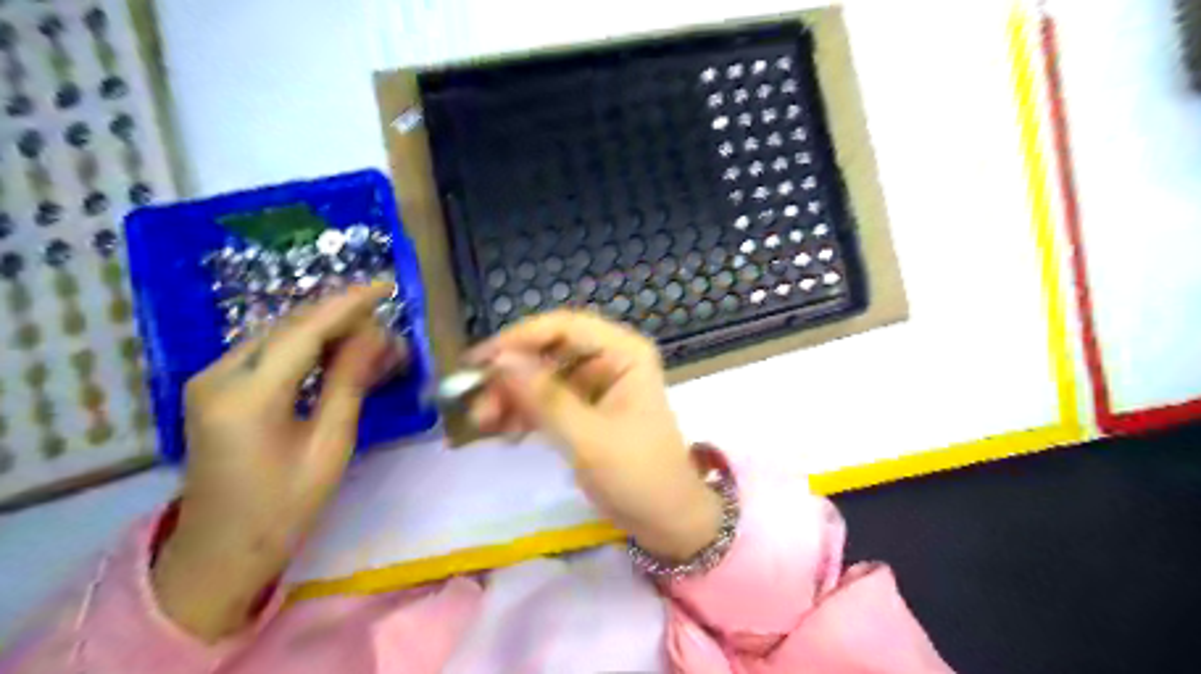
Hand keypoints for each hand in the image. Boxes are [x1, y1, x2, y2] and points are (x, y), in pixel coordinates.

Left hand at [153, 282, 404, 638]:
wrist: (219, 550)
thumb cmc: (283, 507)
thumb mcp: (330, 446)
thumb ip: (350, 383)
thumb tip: (377, 335)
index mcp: (247, 397)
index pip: (305, 331)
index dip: (349, 304)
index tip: (386, 285)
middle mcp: (218, 376)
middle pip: (290, 327)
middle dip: (343, 317)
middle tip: (389, 323)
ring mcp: (211, 379)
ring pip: (281, 335)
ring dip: (328, 331)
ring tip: (374, 339)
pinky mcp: (217, 387)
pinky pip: (271, 352)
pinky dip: (310, 347)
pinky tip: (340, 353)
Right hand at [466, 312, 710, 563]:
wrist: (666, 520)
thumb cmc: (638, 475)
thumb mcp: (587, 437)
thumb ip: (544, 397)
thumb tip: (500, 360)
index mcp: (624, 352)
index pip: (564, 327)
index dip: (519, 339)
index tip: (479, 362)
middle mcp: (610, 359)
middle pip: (549, 351)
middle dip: (512, 375)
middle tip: (477, 405)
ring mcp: (597, 384)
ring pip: (543, 376)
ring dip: (513, 396)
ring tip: (484, 424)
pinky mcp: (587, 409)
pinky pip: (548, 399)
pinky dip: (525, 412)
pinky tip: (506, 433)